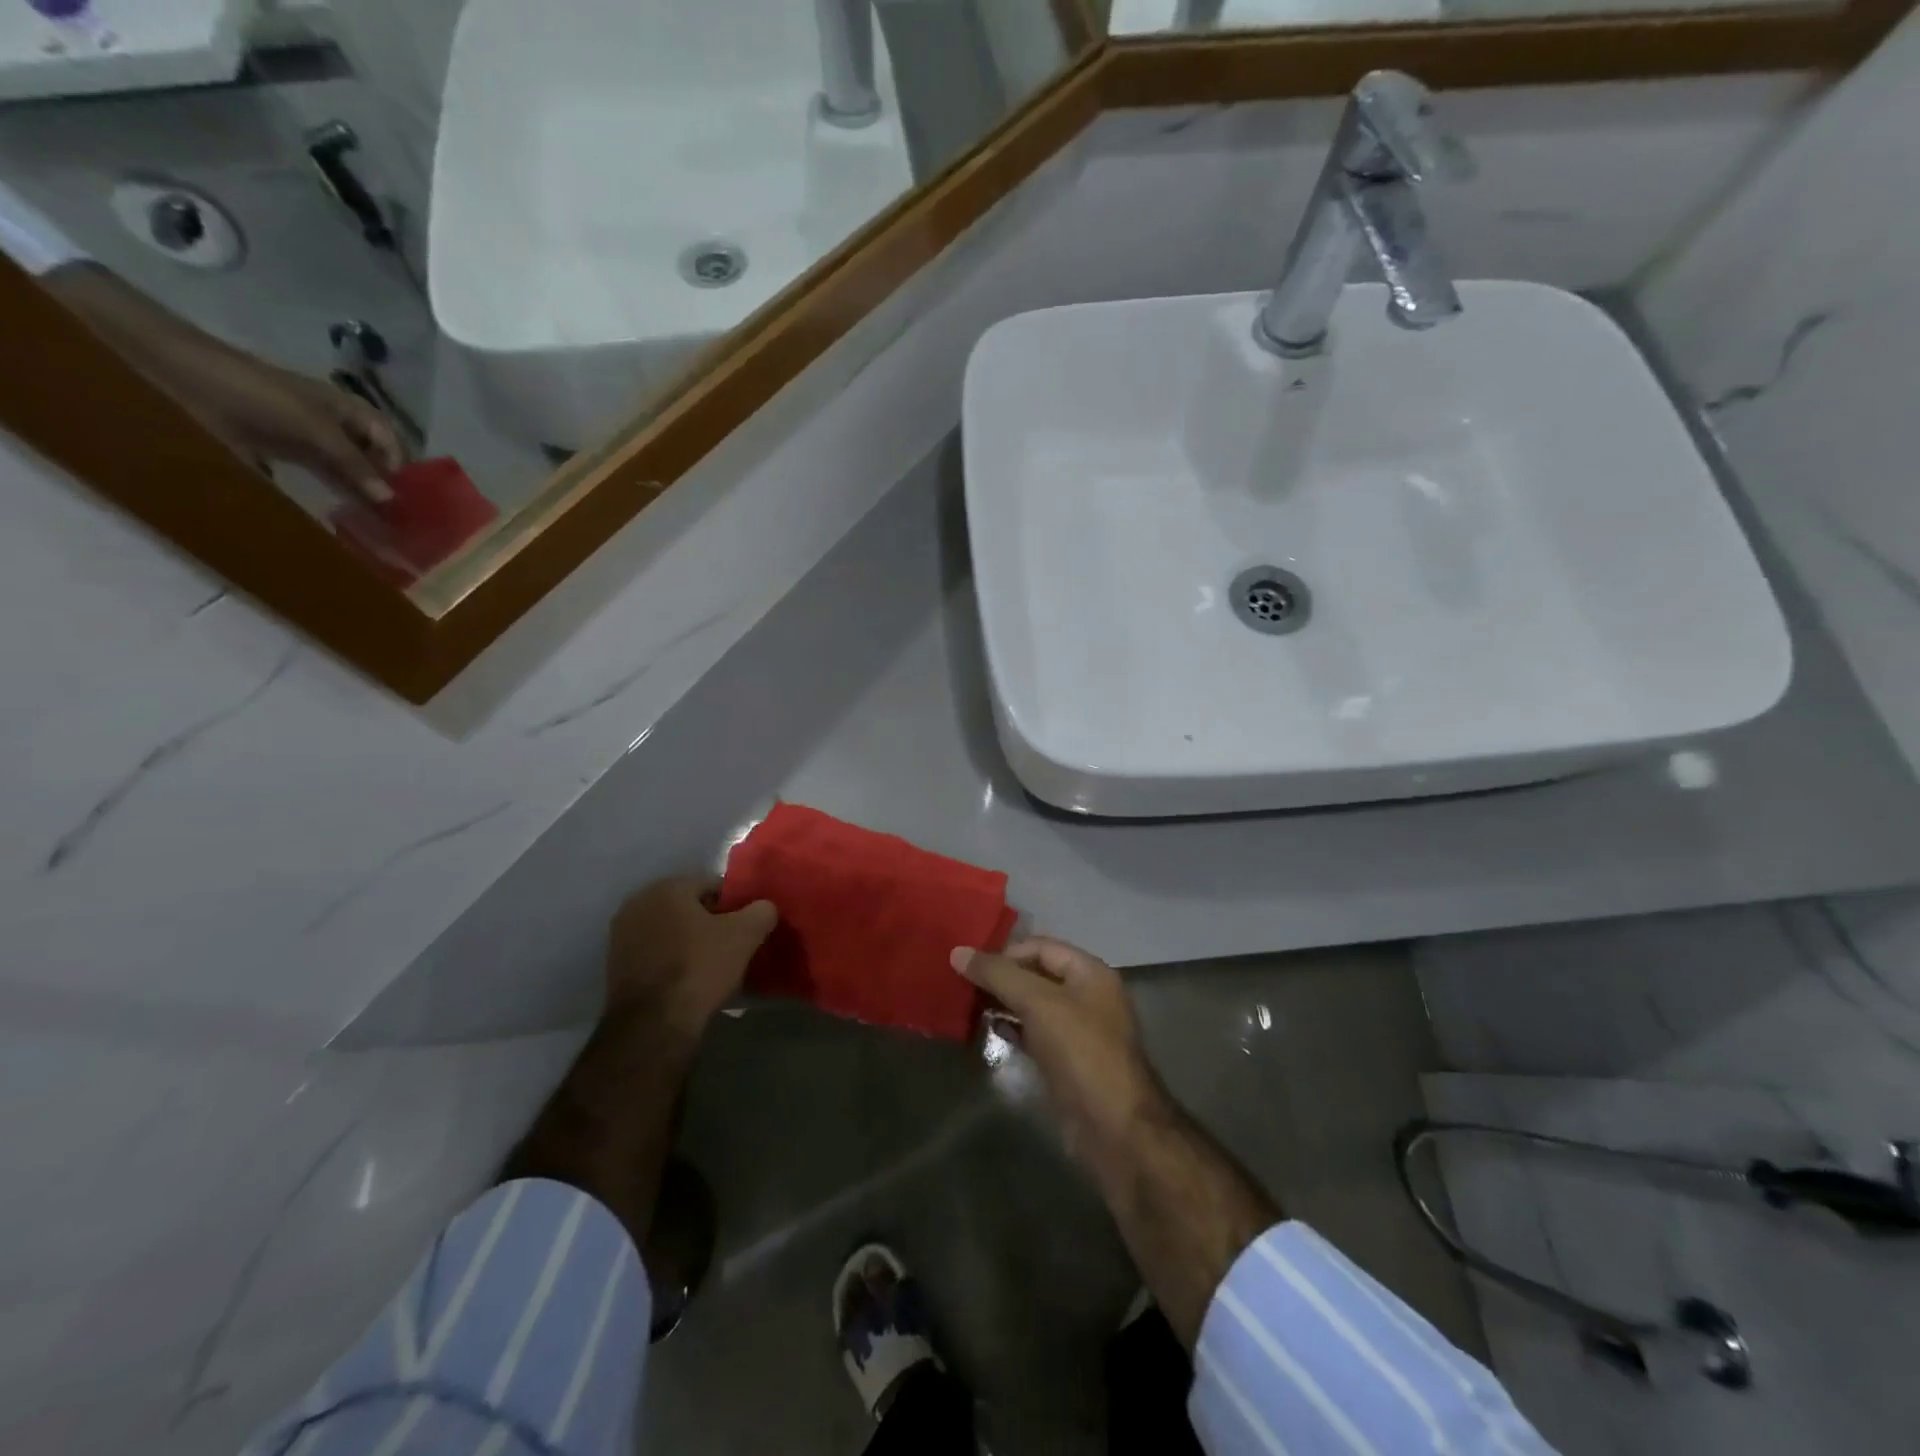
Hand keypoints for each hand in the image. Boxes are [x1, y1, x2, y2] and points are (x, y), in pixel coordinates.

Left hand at [43, 263, 405, 503]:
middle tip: (398, 520)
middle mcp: (333, 425)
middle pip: (373, 458)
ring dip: (360, 496)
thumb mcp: (313, 427)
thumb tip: (392, 501)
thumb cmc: (254, 393)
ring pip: (347, 472)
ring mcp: (306, 441)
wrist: (175, 375)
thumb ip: (353, 464)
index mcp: (347, 410)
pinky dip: (331, 498)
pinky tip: (340, 518)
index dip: (403, 465)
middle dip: (385, 486)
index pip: (391, 440)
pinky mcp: (280, 455)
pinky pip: (317, 479)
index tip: (408, 497)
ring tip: (375, 526)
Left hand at [608, 876, 776, 1035]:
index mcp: (667, 887)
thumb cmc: (700, 967)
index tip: (746, 928)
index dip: (734, 906)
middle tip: (731, 945)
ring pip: (669, 930)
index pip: (712, 885)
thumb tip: (764, 908)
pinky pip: (654, 952)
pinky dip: (670, 959)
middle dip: (710, 922)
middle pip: (688, 907)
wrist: (653, 1024)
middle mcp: (638, 902)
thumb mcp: (746, 935)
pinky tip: (687, 979)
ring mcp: (621, 935)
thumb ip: (761, 911)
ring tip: (711, 965)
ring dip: (688, 941)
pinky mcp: (614, 965)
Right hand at [952, 937, 1169, 1171]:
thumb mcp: (1038, 1003)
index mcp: (1090, 972)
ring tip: (967, 1005)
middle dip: (1001, 977)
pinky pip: (1034, 1034)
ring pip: (1033, 1005)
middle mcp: (1086, 996)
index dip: (1005, 952)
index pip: (1040, 946)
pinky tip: (987, 1030)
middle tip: (962, 984)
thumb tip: (958, 952)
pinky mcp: (1066, 1061)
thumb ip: (998, 974)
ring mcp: (1077, 1031)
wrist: (1114, 1129)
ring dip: (1003, 1003)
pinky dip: (1012, 1029)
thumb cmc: (1080, 1052)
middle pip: (1036, 974)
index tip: (969, 965)